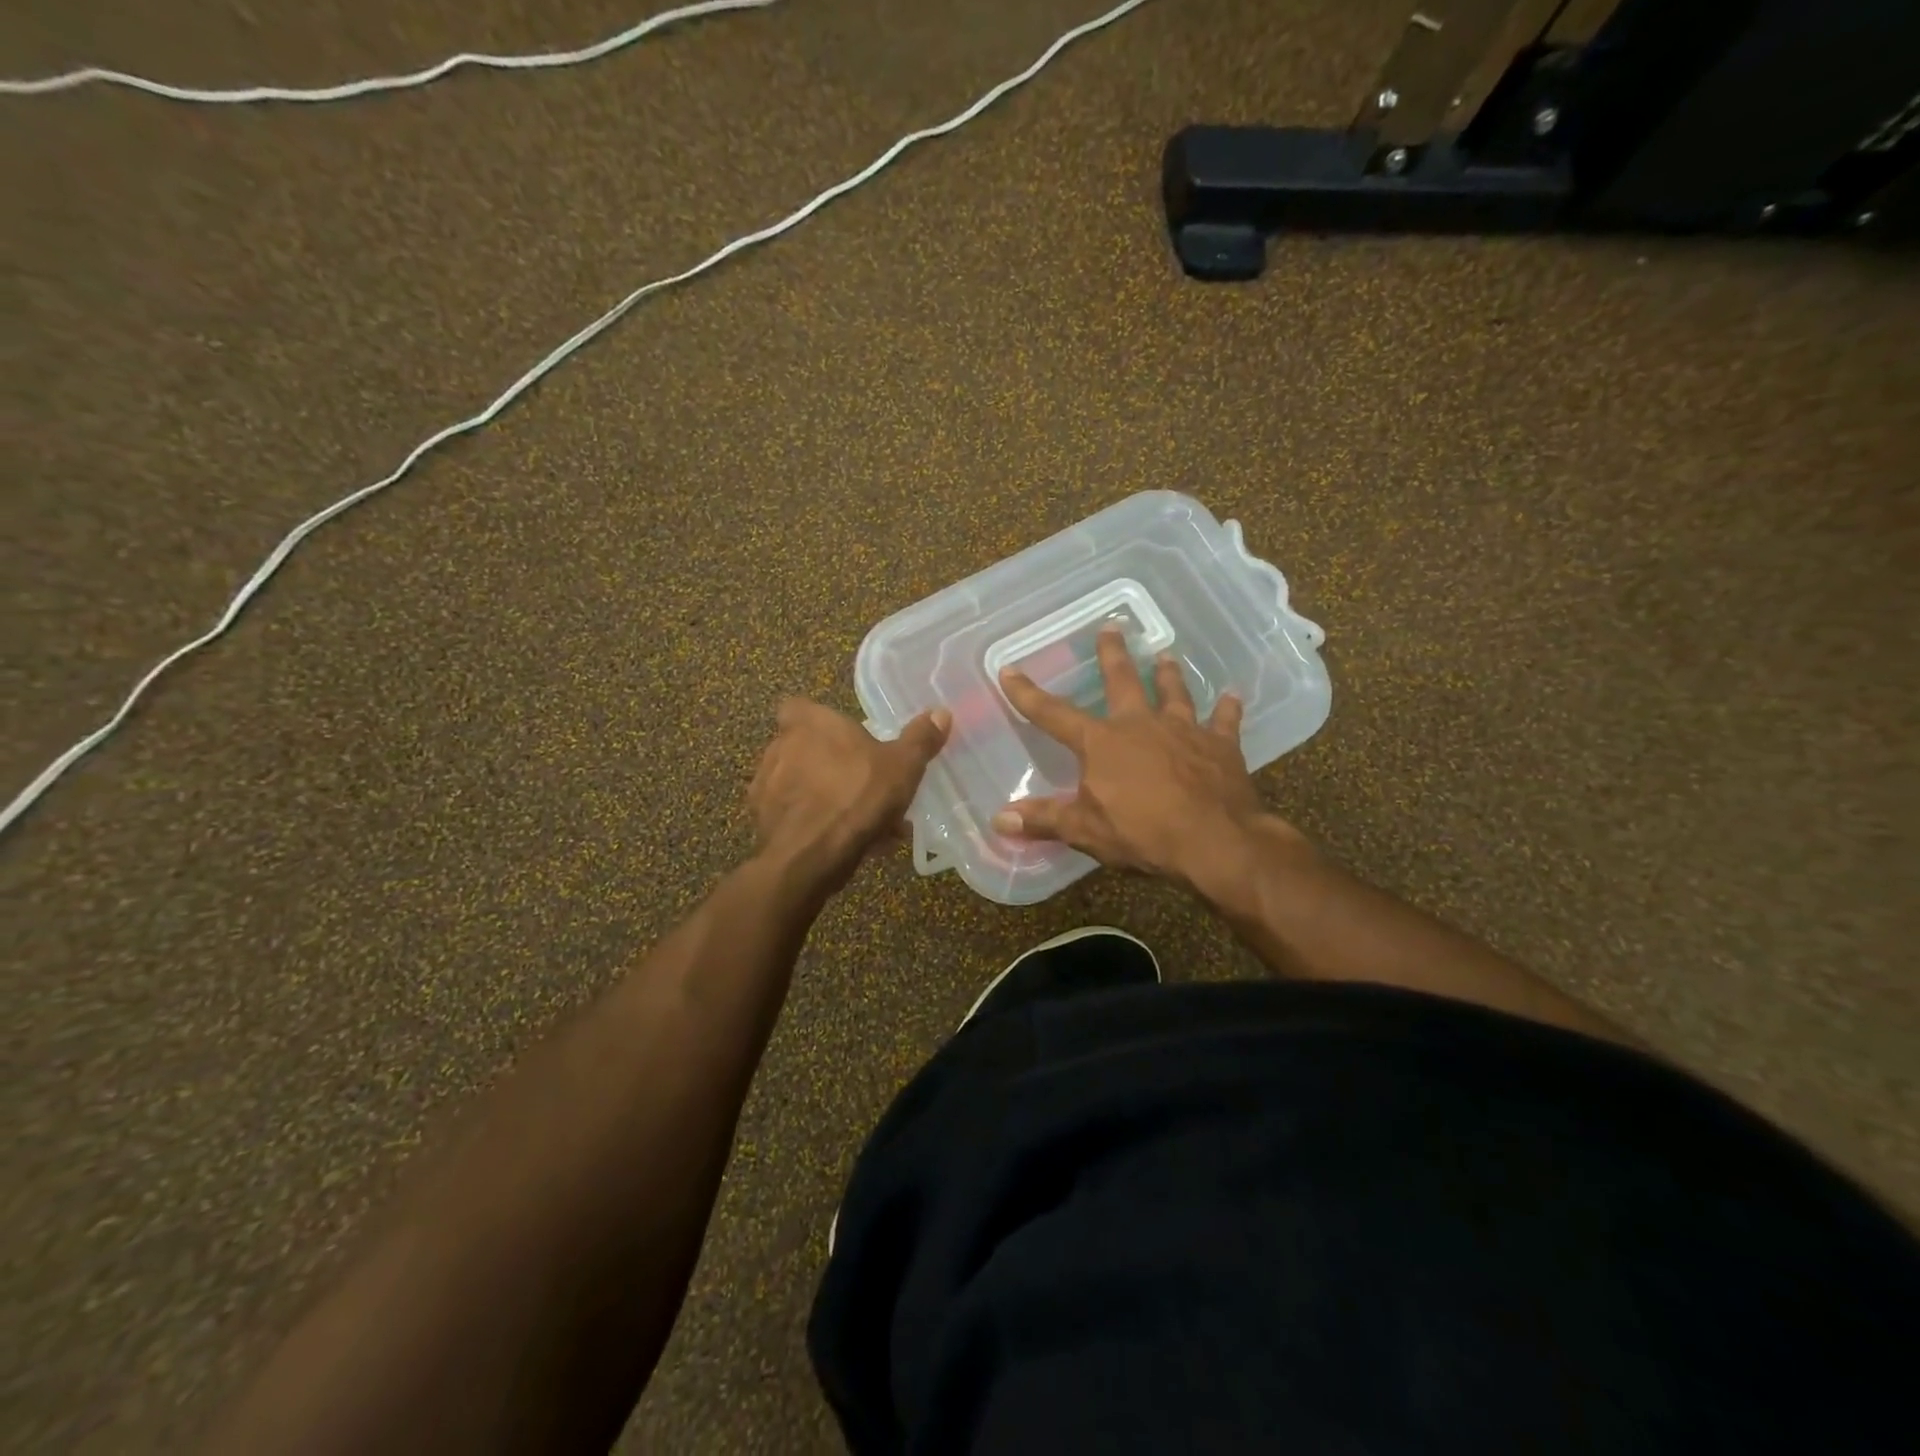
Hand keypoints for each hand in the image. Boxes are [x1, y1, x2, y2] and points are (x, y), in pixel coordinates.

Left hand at [748, 698, 950, 891]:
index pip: (799, 707)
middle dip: (829, 765)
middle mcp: (779, 747)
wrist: (808, 858)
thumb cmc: (856, 797)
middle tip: (863, 787)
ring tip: (860, 823)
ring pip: (800, 784)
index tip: (843, 739)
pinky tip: (840, 844)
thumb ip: (920, 739)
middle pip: (803, 748)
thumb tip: (941, 713)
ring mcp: (765, 785)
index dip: (818, 722)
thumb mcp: (902, 767)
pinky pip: (792, 816)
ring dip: (823, 796)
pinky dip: (812, 824)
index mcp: (809, 723)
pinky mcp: (761, 821)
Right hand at [993, 627, 1301, 886]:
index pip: (1054, 714)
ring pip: (1174, 693)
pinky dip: (1227, 709)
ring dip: (1169, 674)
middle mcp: (1141, 724)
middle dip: (1113, 655)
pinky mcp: (1221, 745)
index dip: (1028, 694)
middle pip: (1123, 681)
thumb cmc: (1143, 833)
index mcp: (1102, 742)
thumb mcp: (1085, 830)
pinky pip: (1224, 721)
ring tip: (1166, 655)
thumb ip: (1045, 820)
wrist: (1214, 841)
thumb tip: (1000, 819)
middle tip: (1111, 627)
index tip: (1009, 670)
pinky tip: (1232, 696)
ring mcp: (1184, 730)